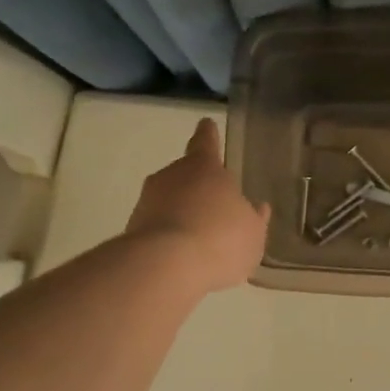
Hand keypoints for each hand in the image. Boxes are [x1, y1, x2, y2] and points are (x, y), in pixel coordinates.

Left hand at [125, 118, 270, 293]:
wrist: (165, 267)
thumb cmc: (220, 239)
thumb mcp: (252, 233)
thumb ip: (254, 219)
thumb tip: (257, 209)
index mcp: (205, 167)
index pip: (206, 142)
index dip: (208, 134)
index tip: (206, 123)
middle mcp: (172, 176)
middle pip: (186, 174)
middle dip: (197, 188)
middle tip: (213, 208)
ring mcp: (148, 201)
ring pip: (169, 201)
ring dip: (182, 214)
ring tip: (200, 241)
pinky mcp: (132, 229)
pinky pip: (158, 227)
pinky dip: (169, 237)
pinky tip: (182, 258)